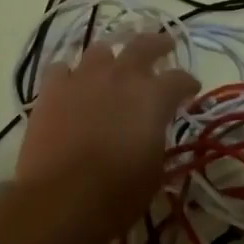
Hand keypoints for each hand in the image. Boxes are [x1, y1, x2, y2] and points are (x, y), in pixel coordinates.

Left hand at [14, 31, 200, 243]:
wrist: (62, 199)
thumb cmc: (118, 193)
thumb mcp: (154, 171)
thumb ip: (156, 141)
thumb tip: (152, 134)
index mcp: (153, 96)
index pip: (180, 79)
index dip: (188, 84)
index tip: (191, 90)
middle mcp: (121, 76)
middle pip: (144, 45)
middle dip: (157, 44)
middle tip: (163, 46)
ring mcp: (84, 78)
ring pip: (100, 50)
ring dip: (110, 58)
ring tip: (112, 66)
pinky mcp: (52, 89)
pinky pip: (61, 69)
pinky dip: (69, 75)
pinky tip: (70, 85)